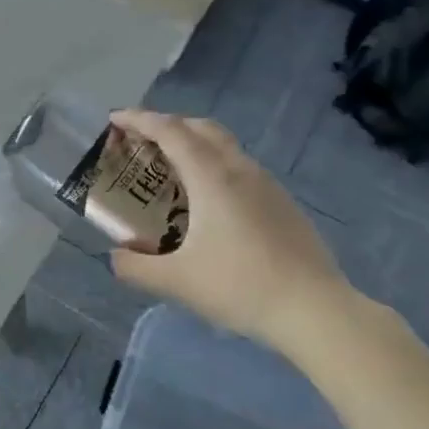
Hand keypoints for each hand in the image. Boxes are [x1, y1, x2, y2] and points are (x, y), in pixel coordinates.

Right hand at [106, 110, 353, 356]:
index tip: (115, 119)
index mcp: (212, 178)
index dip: (139, 119)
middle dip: (167, 125)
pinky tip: (206, 204)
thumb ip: (135, 267)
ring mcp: (267, 184)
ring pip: (224, 147)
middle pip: (200, 128)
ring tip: (169, 173)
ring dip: (193, 146)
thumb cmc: (240, 286)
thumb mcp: (176, 281)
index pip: (170, 131)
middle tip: (141, 143)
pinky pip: (239, 168)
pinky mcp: (282, 203)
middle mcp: (240, 170)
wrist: (314, 310)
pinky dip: (213, 167)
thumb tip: (116, 257)